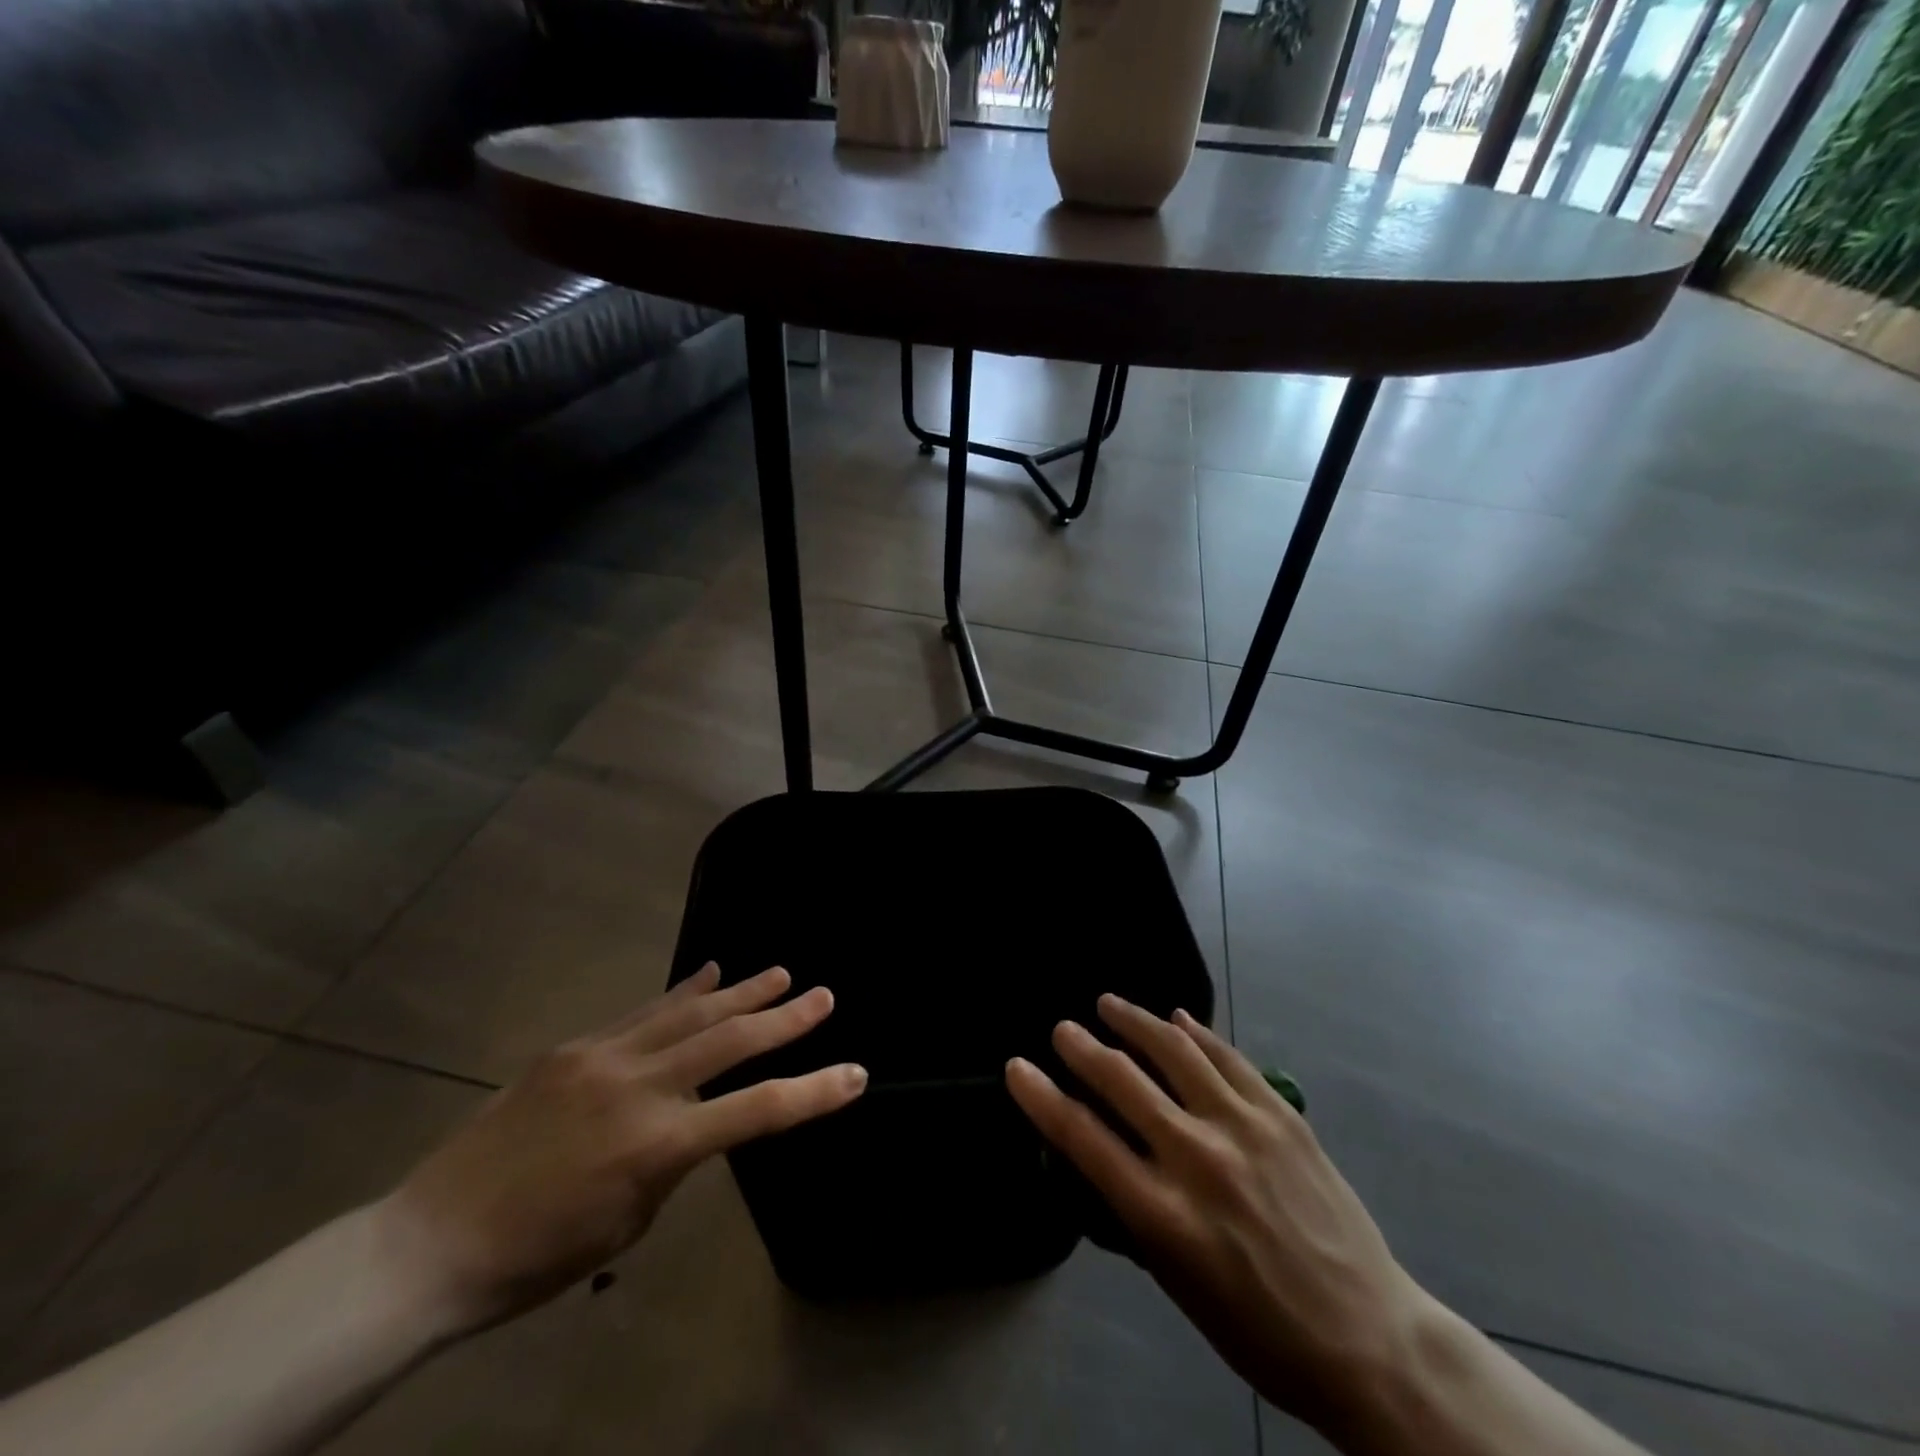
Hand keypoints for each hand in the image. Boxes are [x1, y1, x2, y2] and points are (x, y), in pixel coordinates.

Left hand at [378, 964, 866, 1336]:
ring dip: (739, 991)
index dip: (813, 1092)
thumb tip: (696, 1115)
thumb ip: (672, 1158)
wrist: (434, 1241)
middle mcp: (639, 1087)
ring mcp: (604, 1057)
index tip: (854, 1074)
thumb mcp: (628, 1220)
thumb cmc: (539, 1256)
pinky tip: (707, 973)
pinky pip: (643, 1011)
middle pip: (730, 1040)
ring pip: (689, 1012)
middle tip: (824, 994)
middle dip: (784, 1017)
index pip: (758, 1110)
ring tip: (777, 972)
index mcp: (658, 1145)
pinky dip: (681, 992)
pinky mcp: (575, 1046)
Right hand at [1006, 997, 1423, 1436]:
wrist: (1370, 1341)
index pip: (1084, 1138)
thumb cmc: (1261, 1331)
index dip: (1041, 1097)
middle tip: (1063, 1030)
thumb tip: (1101, 1157)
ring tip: (1109, 1004)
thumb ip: (1135, 1215)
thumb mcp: (1179, 1285)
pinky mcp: (1283, 1115)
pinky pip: (1228, 1057)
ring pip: (1175, 1051)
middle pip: (1123, 1080)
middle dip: (1082, 1047)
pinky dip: (1196, 1033)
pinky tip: (1177, 1016)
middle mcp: (1199, 1159)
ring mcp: (1245, 1128)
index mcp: (1166, 1216)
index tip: (1017, 1067)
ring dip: (1134, 1021)